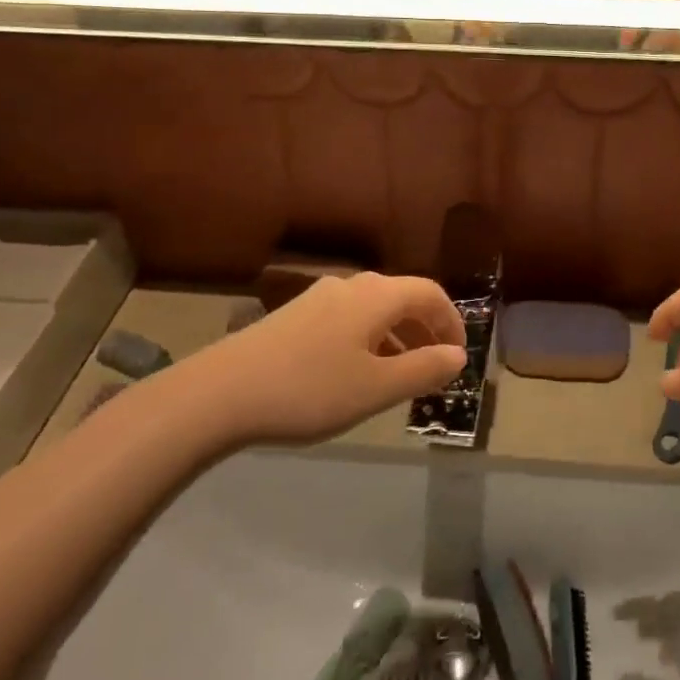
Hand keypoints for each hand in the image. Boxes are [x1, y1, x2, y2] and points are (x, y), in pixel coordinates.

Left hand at [194, 273, 465, 444]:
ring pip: (372, 310)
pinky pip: (347, 320)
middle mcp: (350, 286)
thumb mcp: (376, 387)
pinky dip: (367, 340)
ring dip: (395, 338)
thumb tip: (458, 356)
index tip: (458, 356)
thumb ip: (423, 369)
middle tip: (434, 367)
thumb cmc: (310, 389)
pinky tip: (354, 374)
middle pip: (401, 298)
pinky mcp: (294, 316)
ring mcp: (318, 298)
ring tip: (398, 377)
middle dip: (424, 330)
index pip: (430, 293)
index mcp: (376, 295)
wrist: (221, 392)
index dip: (452, 321)